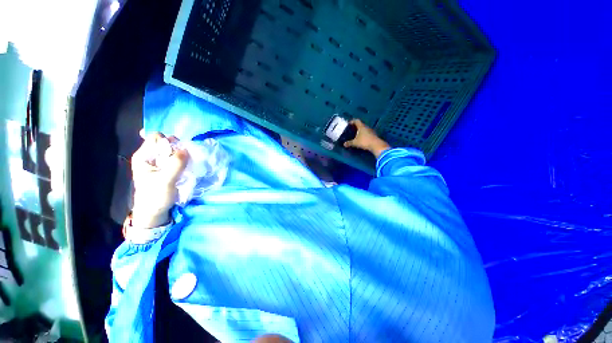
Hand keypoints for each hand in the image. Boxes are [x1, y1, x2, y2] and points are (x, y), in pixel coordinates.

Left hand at [130, 132, 188, 227]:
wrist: (154, 211)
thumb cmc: (156, 196)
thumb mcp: (166, 180)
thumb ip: (175, 164)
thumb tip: (187, 149)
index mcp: (143, 156)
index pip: (156, 138)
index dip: (169, 141)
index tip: (178, 152)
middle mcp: (149, 156)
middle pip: (165, 142)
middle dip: (177, 147)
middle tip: (184, 158)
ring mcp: (157, 162)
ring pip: (172, 150)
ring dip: (181, 154)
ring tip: (186, 163)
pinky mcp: (165, 167)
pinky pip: (175, 158)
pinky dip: (182, 159)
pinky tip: (185, 166)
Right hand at [343, 119, 390, 157]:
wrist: (376, 145)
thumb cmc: (364, 141)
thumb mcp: (355, 143)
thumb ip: (349, 143)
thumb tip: (344, 144)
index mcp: (361, 126)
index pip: (356, 121)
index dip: (352, 121)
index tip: (349, 123)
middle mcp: (366, 127)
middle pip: (360, 124)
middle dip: (356, 126)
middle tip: (351, 129)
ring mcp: (371, 130)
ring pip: (364, 129)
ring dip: (360, 130)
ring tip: (356, 134)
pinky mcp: (373, 135)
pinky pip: (367, 132)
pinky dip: (363, 134)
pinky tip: (361, 138)